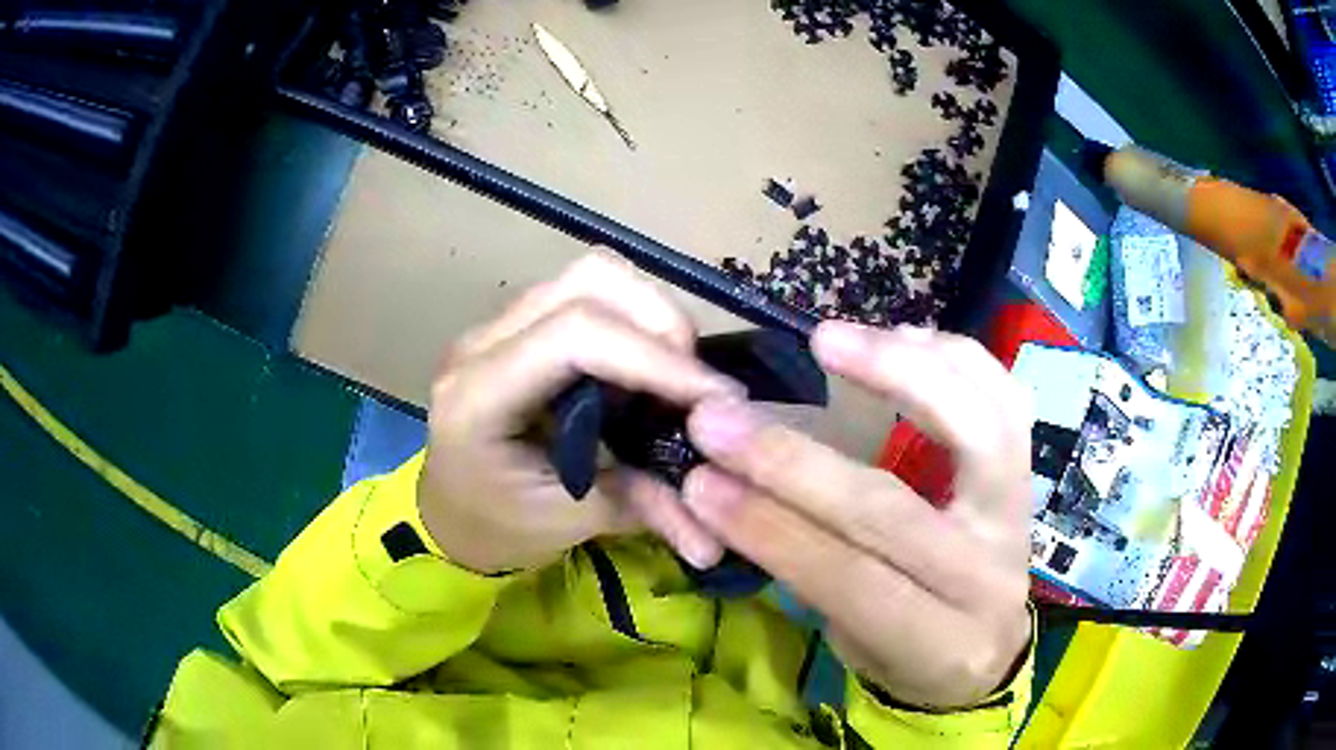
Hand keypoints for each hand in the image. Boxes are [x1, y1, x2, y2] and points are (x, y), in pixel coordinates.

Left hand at [418, 254, 735, 573]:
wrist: (450, 514)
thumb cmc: (495, 527)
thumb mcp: (567, 525)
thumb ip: (641, 503)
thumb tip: (719, 504)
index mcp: (478, 396)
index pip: (575, 337)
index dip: (655, 358)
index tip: (715, 399)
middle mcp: (483, 342)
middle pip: (588, 279)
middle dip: (660, 321)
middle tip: (694, 384)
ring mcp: (499, 325)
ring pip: (592, 274)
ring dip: (650, 314)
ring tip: (674, 375)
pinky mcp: (520, 326)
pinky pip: (588, 293)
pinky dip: (633, 320)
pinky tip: (644, 369)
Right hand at [682, 322, 1032, 709]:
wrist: (984, 648)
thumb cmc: (907, 652)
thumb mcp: (850, 640)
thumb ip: (804, 570)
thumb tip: (722, 490)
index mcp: (935, 644)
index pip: (846, 580)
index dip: (768, 529)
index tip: (697, 481)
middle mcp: (987, 580)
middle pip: (893, 512)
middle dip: (794, 462)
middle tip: (719, 418)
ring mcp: (1018, 520)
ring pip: (976, 433)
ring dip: (897, 375)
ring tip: (829, 339)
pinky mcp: (1030, 476)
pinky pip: (1007, 401)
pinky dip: (957, 359)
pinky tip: (904, 334)